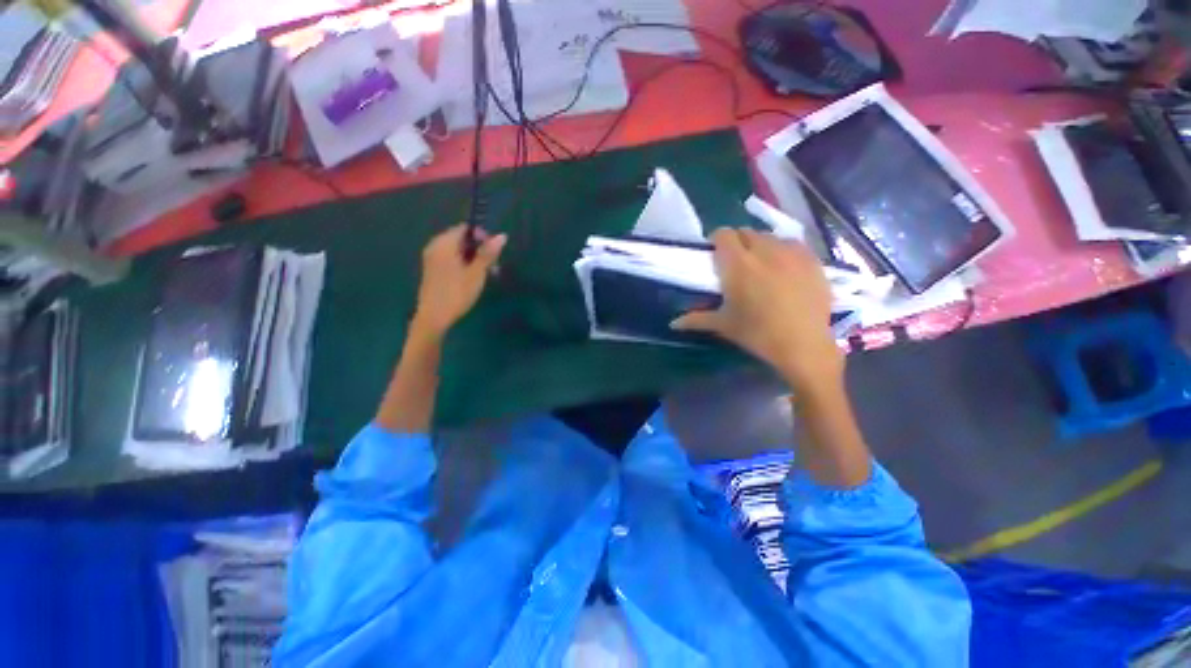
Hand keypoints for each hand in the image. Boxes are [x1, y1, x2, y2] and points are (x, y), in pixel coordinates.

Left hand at [412, 224, 506, 336]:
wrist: (434, 317)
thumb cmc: (457, 293)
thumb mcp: (477, 273)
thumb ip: (488, 253)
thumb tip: (502, 236)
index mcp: (444, 243)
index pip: (465, 228)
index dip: (481, 236)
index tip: (493, 252)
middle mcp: (435, 246)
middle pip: (461, 239)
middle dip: (478, 248)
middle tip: (492, 265)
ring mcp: (432, 258)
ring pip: (456, 250)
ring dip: (473, 258)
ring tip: (486, 273)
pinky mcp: (432, 270)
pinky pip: (450, 259)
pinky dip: (463, 263)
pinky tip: (472, 277)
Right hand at [672, 228, 842, 389]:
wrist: (803, 345)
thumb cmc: (757, 334)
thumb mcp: (724, 325)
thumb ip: (696, 319)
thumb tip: (673, 323)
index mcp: (737, 265)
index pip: (723, 234)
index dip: (717, 240)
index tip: (715, 254)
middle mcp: (763, 251)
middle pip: (746, 232)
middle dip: (738, 242)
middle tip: (736, 263)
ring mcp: (791, 253)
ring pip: (770, 236)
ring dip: (760, 245)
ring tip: (761, 265)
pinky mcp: (812, 259)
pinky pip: (792, 244)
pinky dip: (783, 250)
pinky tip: (785, 268)